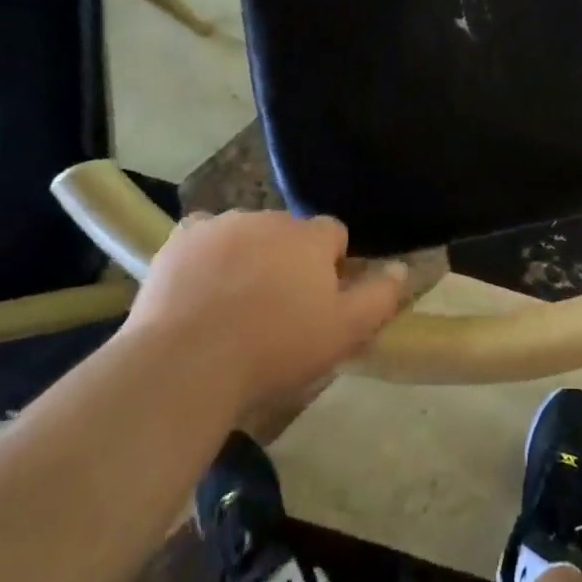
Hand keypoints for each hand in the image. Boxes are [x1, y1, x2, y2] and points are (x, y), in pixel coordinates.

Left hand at [124, 211, 406, 406]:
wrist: (188, 362)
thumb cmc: (274, 348)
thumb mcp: (344, 332)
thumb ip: (380, 296)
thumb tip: (401, 267)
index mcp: (310, 236)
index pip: (334, 234)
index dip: (331, 265)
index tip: (319, 300)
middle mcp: (269, 219)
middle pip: (288, 233)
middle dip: (288, 259)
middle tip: (277, 308)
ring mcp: (221, 225)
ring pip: (246, 233)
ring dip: (248, 255)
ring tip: (234, 304)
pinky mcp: (180, 239)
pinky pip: (203, 237)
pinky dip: (206, 254)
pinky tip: (200, 286)